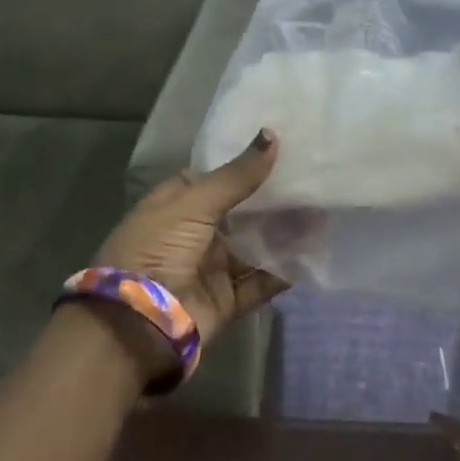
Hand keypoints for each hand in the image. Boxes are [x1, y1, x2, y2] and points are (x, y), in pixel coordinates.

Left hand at [91, 130, 291, 351]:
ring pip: (254, 247)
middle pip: (239, 214)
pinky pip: (260, 282)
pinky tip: (312, 254)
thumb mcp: (193, 205)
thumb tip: (271, 135)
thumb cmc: (156, 251)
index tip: (280, 152)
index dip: (242, 166)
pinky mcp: (226, 300)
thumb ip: (236, 175)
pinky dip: (284, 271)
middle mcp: (192, 236)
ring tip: (322, 215)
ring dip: (283, 235)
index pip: (212, 179)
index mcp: (174, 207)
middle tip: (312, 183)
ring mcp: (209, 270)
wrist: (137, 325)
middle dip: (271, 202)